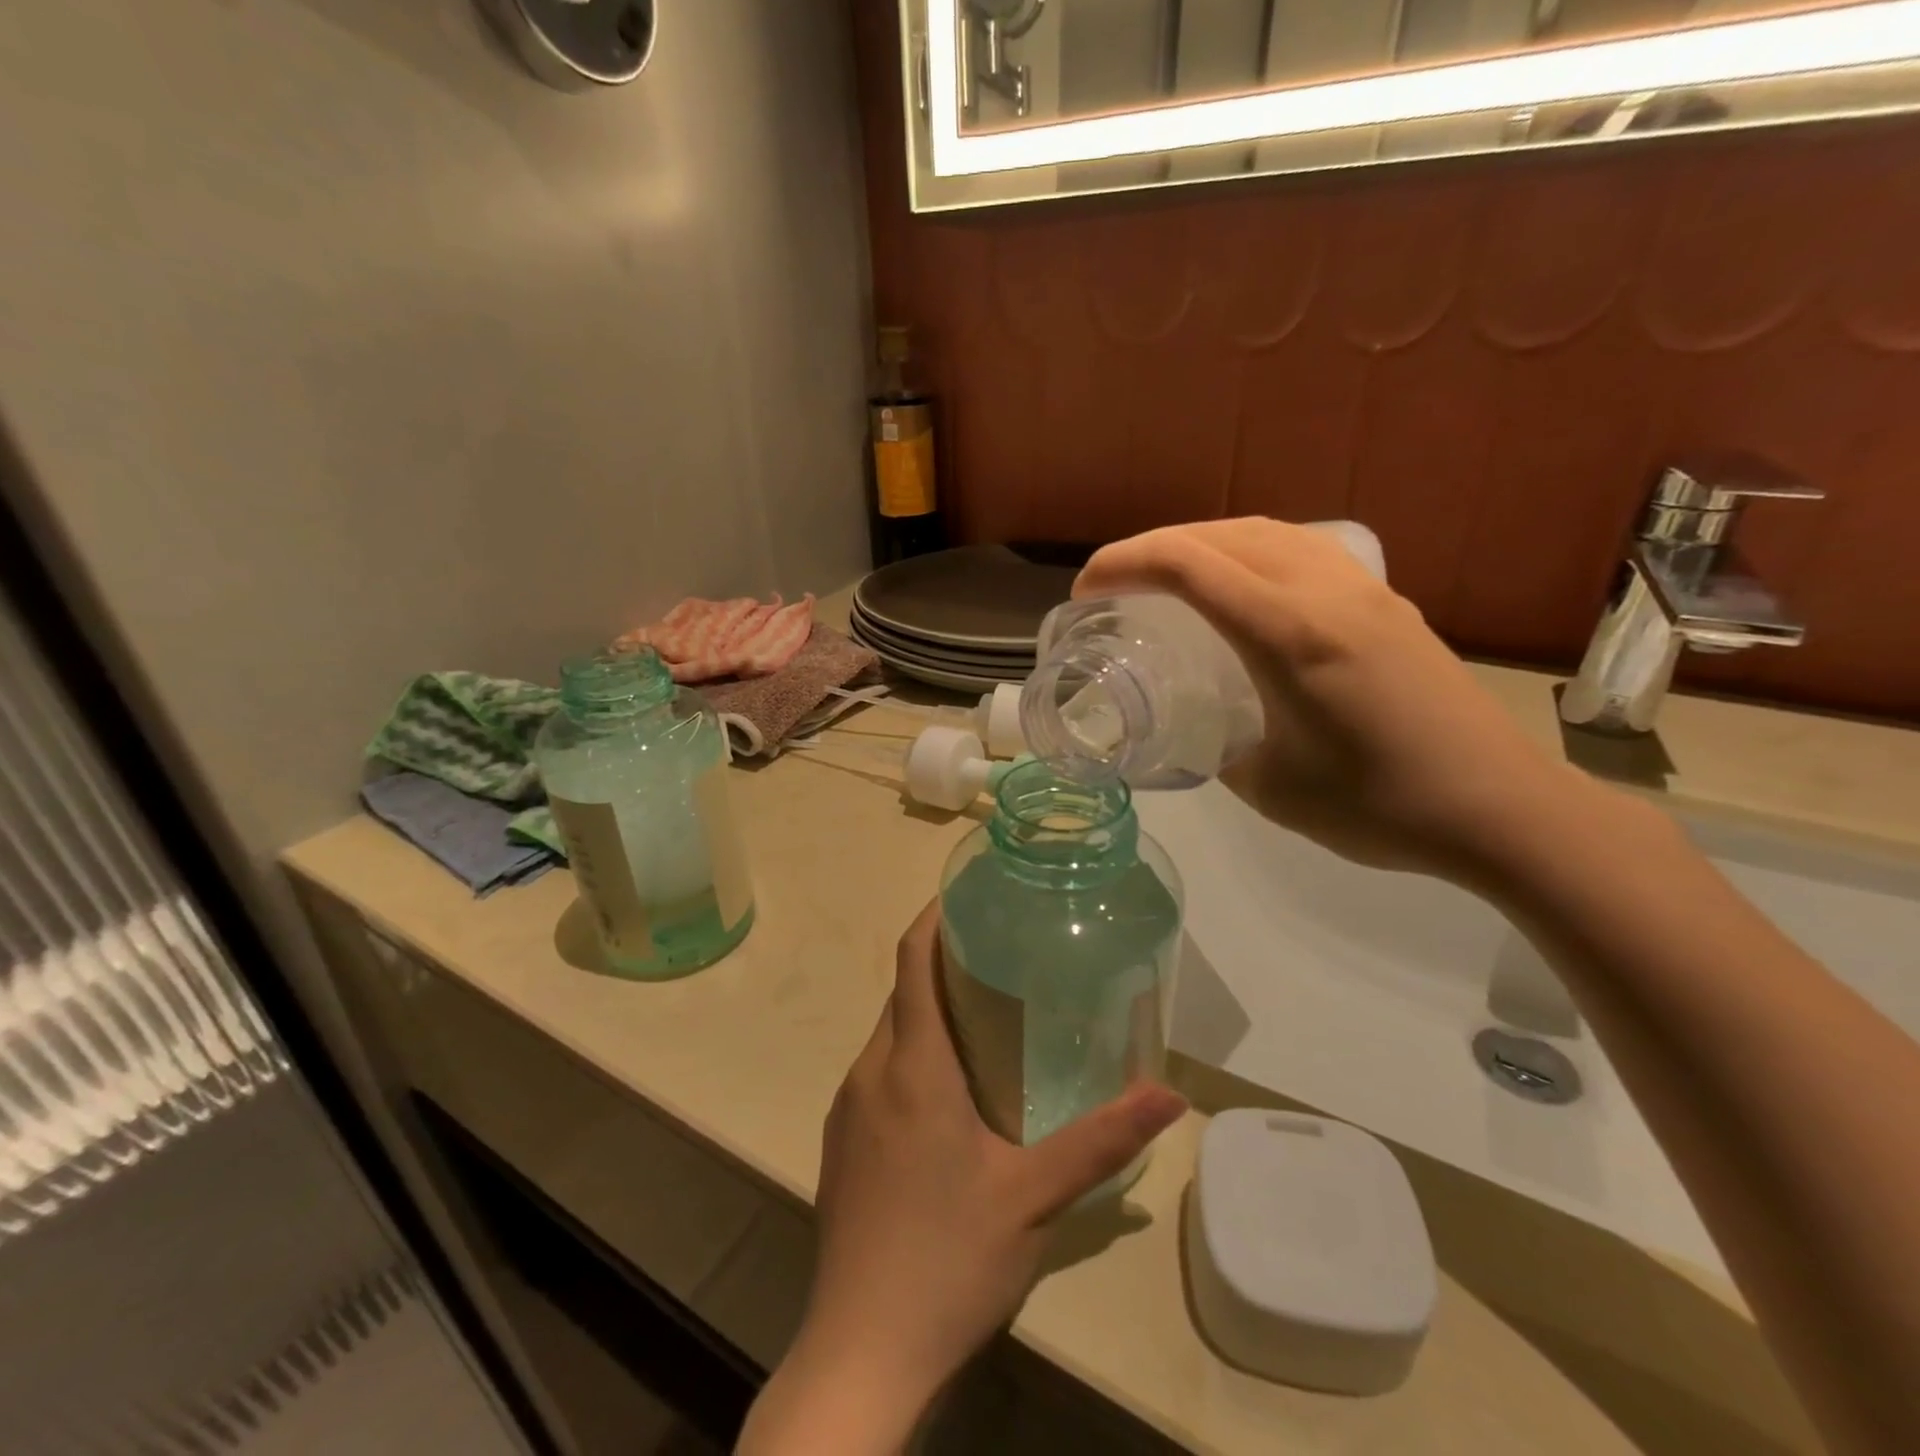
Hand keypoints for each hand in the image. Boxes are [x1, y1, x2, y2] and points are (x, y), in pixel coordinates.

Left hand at [739, 903, 1185, 1453]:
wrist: (861, 1352)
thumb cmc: (949, 1258)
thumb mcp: (1034, 1197)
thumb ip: (1101, 1140)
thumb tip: (1169, 1094)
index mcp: (912, 1067)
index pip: (911, 962)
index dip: (933, 918)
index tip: (965, 895)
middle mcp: (870, 1072)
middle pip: (902, 995)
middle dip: (943, 966)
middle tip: (1000, 959)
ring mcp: (848, 1109)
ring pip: (889, 1035)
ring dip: (928, 1014)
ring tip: (984, 1019)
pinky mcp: (841, 1143)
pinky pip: (878, 1073)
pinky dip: (911, 1055)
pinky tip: (950, 1095)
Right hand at [1074, 518, 1579, 880]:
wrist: (1502, 809)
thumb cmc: (1380, 807)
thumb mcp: (1270, 788)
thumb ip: (1219, 748)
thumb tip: (1199, 730)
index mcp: (1289, 633)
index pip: (1189, 566)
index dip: (1124, 564)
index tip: (1084, 592)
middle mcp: (1326, 592)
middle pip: (1223, 534)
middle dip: (1154, 546)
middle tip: (1114, 582)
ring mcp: (1364, 591)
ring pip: (1267, 532)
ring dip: (1204, 541)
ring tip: (1169, 575)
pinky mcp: (1388, 604)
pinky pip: (1303, 550)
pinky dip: (1252, 552)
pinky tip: (1244, 587)